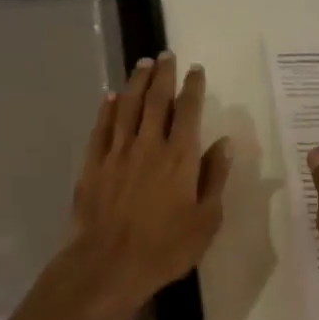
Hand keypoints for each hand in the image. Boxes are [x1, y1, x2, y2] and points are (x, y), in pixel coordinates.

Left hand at [67, 52, 231, 319]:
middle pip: (156, 100)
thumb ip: (215, 177)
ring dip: (136, 83)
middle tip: (165, 55)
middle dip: (163, 75)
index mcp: (180, 157)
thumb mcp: (206, 219)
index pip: (188, 111)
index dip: (193, 87)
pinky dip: (107, 109)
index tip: (195, 69)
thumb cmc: (165, 248)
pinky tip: (110, 97)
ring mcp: (118, 152)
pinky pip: (102, 128)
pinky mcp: (94, 164)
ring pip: (127, 107)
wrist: (109, 264)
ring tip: (142, 64)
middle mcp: (149, 145)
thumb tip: (224, 142)